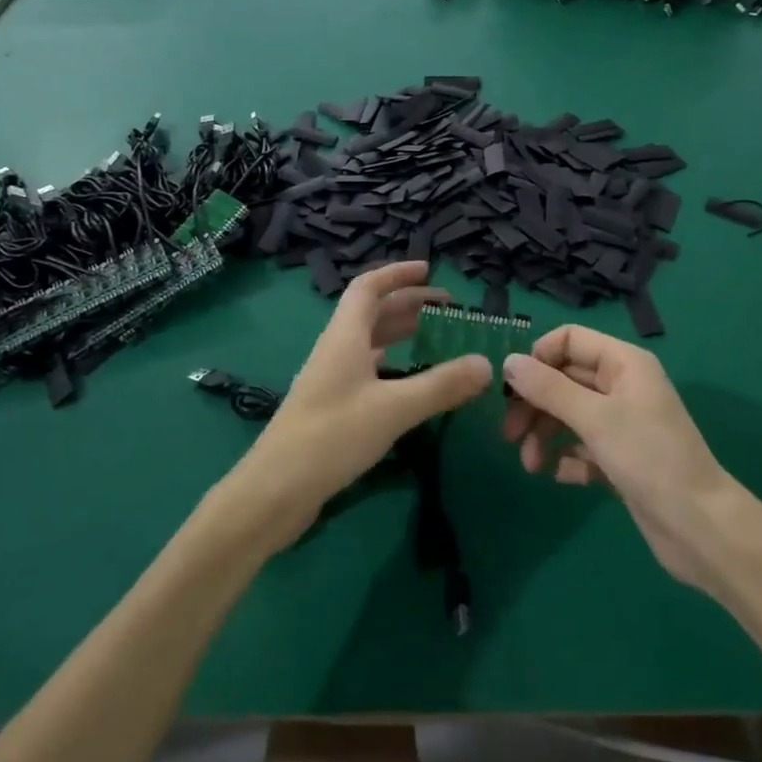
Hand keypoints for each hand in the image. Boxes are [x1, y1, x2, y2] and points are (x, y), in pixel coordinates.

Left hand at [228, 261, 490, 550]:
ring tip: (436, 338)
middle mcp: (337, 350)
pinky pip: (367, 370)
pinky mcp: (332, 408)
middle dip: (408, 304)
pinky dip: (392, 365)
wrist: (273, 492)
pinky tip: (409, 380)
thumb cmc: (331, 436)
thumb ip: (441, 385)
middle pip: (372, 313)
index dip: (397, 273)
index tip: (428, 269)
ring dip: (400, 333)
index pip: (369, 287)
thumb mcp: (393, 408)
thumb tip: (487, 364)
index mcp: (345, 336)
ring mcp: (331, 379)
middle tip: (448, 309)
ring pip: (370, 342)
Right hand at [503, 327, 741, 588]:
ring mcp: (623, 423)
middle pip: (564, 379)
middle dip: (535, 404)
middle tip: (509, 434)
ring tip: (530, 464)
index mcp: (623, 363)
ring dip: (545, 434)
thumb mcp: (594, 418)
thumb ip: (548, 389)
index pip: (569, 339)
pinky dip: (567, 458)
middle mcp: (622, 386)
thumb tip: (508, 362)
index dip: (538, 358)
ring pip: (569, 414)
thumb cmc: (649, 458)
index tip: (513, 389)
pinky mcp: (621, 459)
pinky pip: (583, 447)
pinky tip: (560, 476)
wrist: (701, 528)